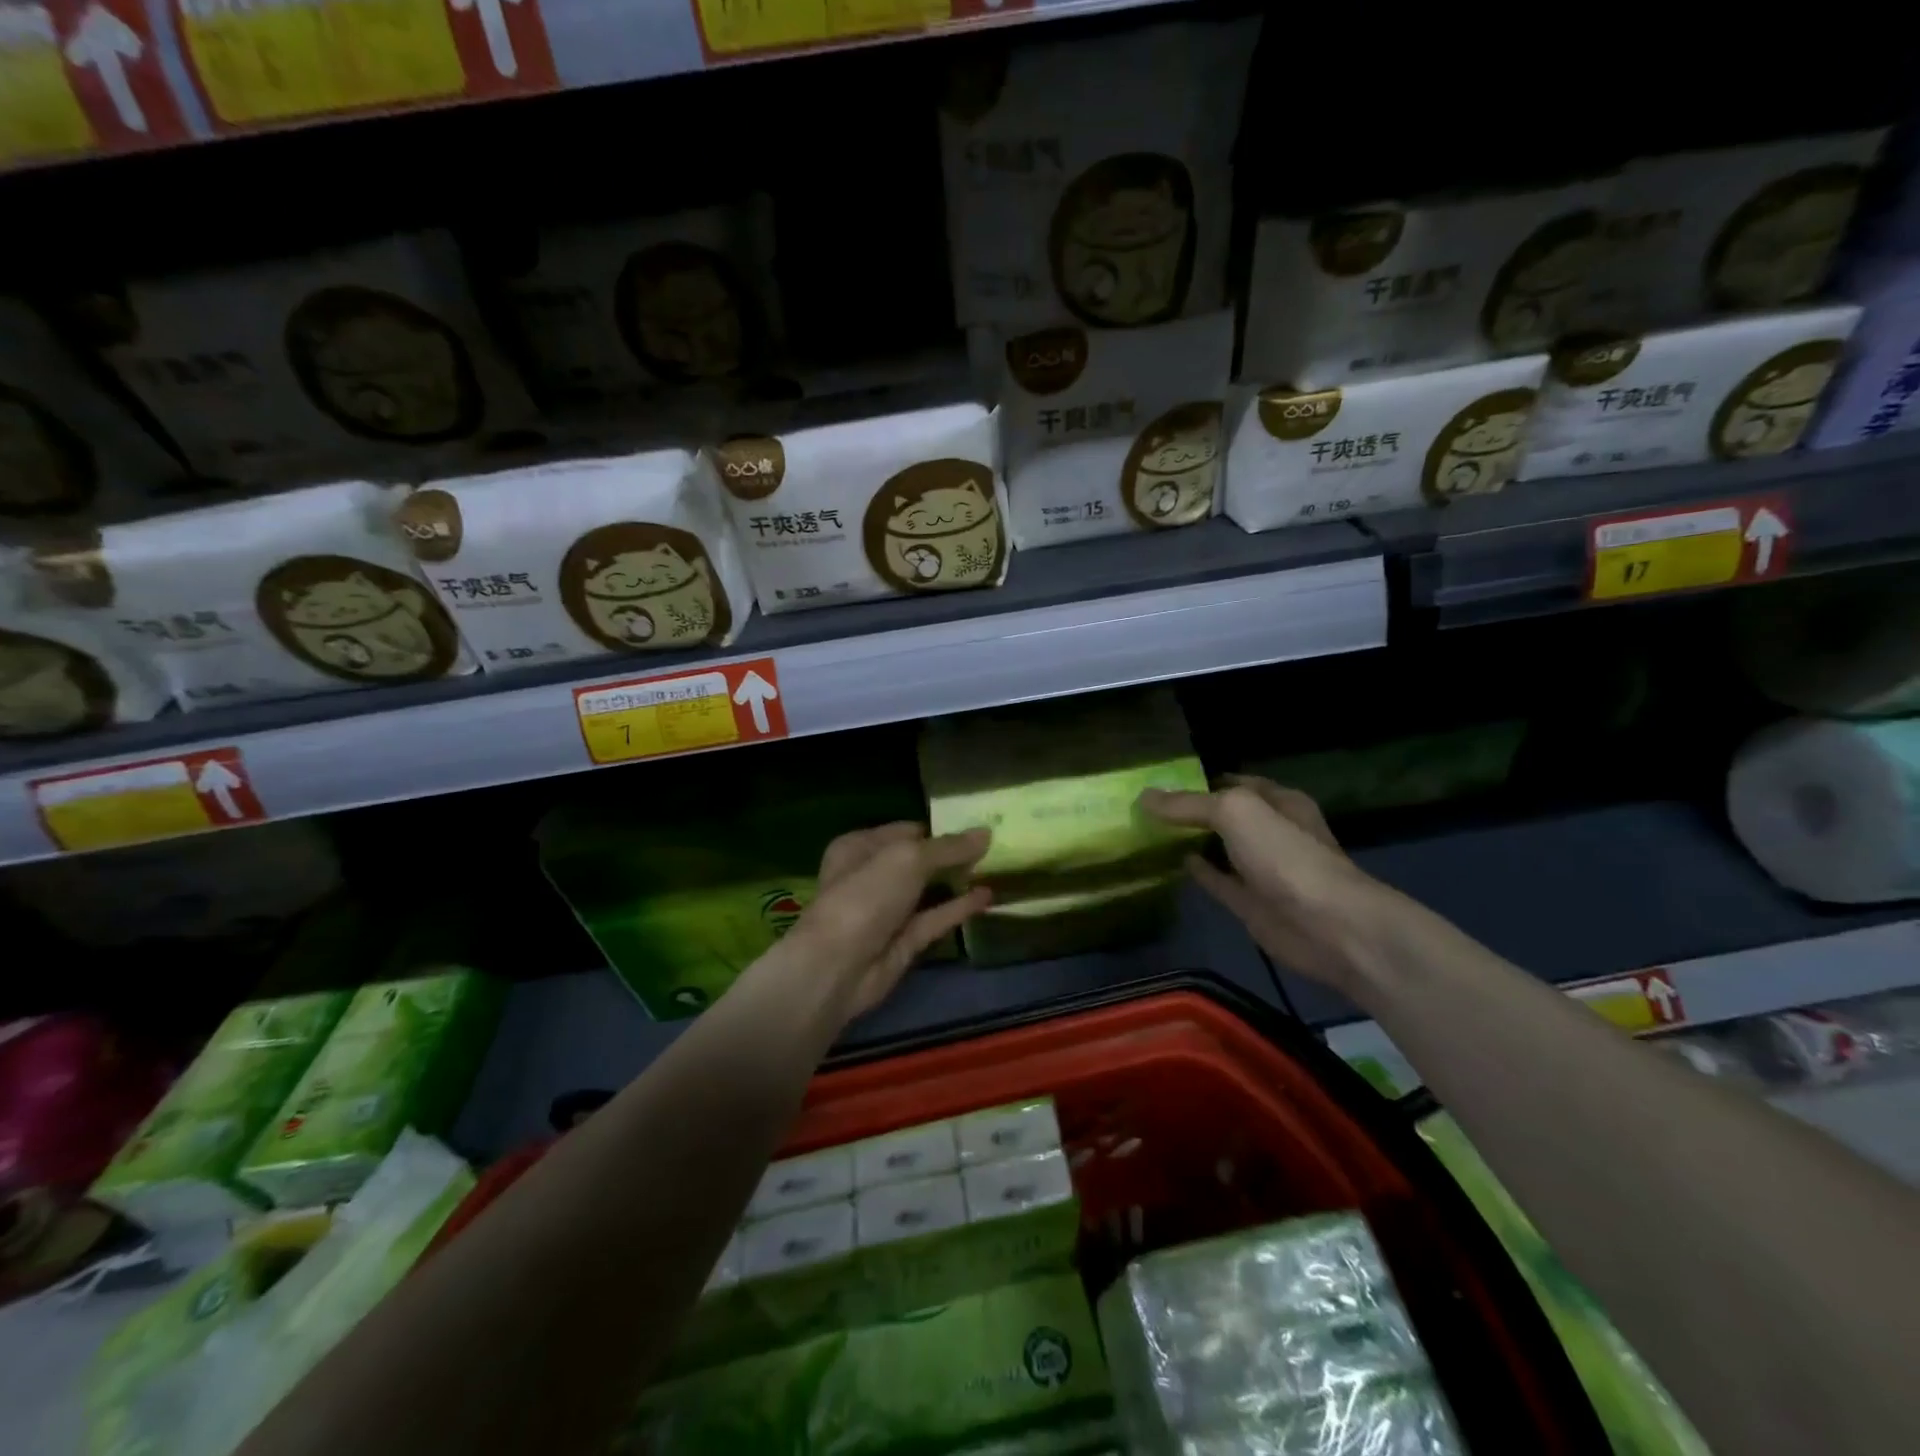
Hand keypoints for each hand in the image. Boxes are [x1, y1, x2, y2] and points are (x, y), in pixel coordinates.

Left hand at [789, 823, 991, 1021]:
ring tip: (998, 867)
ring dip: (958, 880)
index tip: (978, 825)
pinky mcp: (904, 941)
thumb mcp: (908, 858)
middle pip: (919, 859)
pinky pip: (936, 918)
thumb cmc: (865, 896)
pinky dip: (959, 907)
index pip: (906, 830)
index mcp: (860, 846)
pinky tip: (988, 896)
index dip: (940, 828)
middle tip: (995, 845)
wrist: (838, 967)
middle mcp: (872, 875)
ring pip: (929, 890)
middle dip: (952, 854)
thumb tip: (986, 833)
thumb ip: (949, 847)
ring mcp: (888, 910)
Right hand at [1141, 775, 1388, 989]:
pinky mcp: (1251, 903)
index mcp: (1279, 802)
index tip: (1163, 782)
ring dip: (1194, 841)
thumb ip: (1189, 804)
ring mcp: (1262, 870)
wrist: (1326, 925)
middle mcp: (1272, 832)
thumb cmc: (1285, 855)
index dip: (1203, 781)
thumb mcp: (1235, 812)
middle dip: (1194, 811)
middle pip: (1227, 816)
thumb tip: (1145, 797)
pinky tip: (1174, 862)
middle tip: (1148, 807)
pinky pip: (1218, 881)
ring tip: (1152, 832)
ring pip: (1221, 848)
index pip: (1236, 783)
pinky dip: (1199, 871)